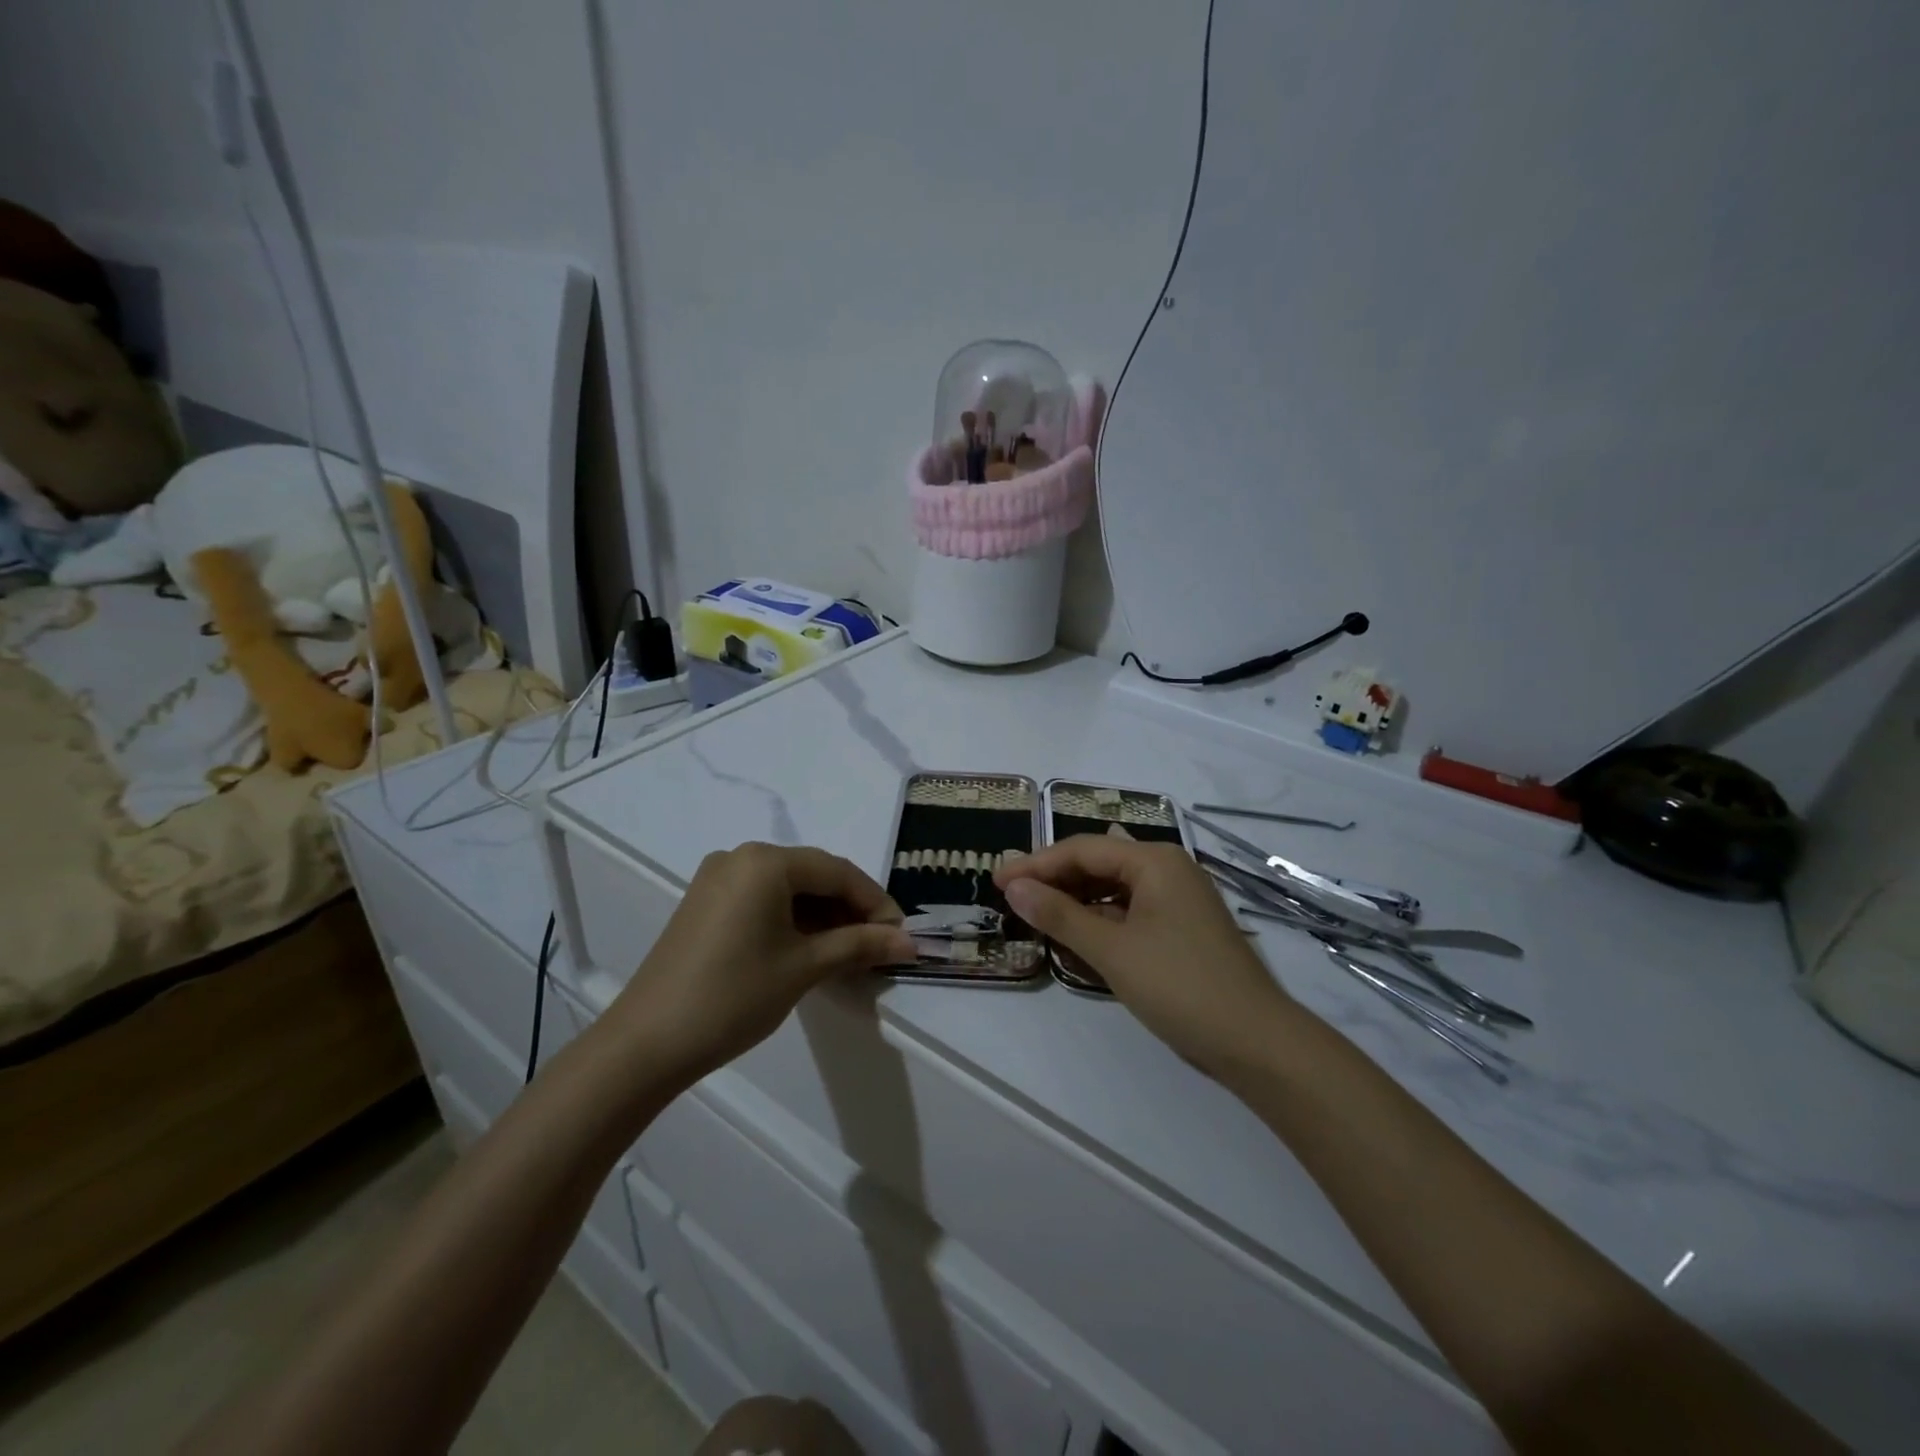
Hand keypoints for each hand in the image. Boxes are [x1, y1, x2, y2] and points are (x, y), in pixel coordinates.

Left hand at [604, 843, 915, 1088]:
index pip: (838, 871)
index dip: (875, 902)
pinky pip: (763, 900)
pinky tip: (810, 948)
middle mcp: (741, 857)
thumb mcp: (804, 967)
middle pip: (813, 875)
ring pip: (788, 888)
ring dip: (823, 916)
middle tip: (878, 946)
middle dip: (850, 909)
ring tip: (849, 952)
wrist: (647, 1042)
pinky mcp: (705, 903)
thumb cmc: (734, 996)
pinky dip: (792, 920)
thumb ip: (860, 945)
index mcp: (766, 861)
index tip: (900, 936)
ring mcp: (718, 879)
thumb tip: (909, 942)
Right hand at [996, 835, 1295, 1080]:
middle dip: (1054, 879)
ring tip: (1036, 914)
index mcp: (1154, 860)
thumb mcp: (1112, 950)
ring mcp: (1178, 899)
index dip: (1035, 864)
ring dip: (1075, 900)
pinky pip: (1130, 910)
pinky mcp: (1182, 928)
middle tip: (1011, 896)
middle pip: (1098, 863)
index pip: (1082, 849)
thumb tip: (1015, 887)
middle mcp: (1168, 869)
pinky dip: (1100, 920)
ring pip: (1113, 888)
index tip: (996, 880)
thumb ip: (1060, 915)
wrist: (1256, 1042)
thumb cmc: (1180, 986)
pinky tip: (1077, 935)